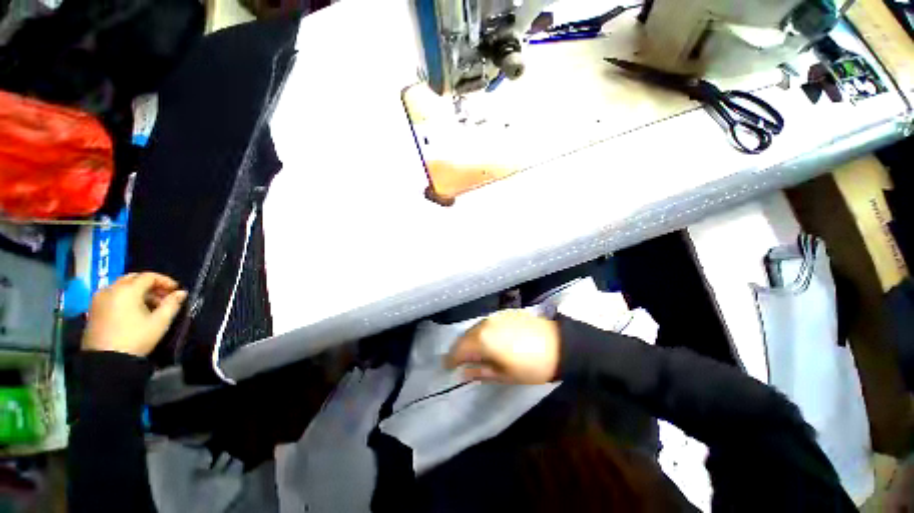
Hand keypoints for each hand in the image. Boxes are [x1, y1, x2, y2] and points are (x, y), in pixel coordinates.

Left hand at [82, 272, 187, 356]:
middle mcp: (111, 289)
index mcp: (127, 290)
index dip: (165, 281)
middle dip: (150, 284)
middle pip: (133, 278)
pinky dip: (125, 297)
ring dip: (137, 291)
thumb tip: (181, 293)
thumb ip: (172, 304)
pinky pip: (112, 295)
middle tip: (163, 296)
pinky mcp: (93, 309)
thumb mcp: (159, 322)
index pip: (149, 276)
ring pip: (121, 286)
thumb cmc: (136, 338)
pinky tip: (133, 310)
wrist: (106, 360)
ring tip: (149, 305)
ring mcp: (99, 299)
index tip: (176, 290)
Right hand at [445, 309, 560, 383]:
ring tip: (473, 352)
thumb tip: (463, 372)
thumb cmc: (531, 366)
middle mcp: (484, 324)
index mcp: (482, 340)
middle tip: (459, 362)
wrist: (559, 345)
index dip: (450, 360)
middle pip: (464, 337)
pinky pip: (486, 323)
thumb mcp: (505, 375)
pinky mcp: (504, 313)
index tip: (447, 368)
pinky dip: (481, 332)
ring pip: (474, 328)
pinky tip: (487, 340)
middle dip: (459, 349)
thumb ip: (480, 372)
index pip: (458, 350)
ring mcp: (495, 317)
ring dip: (470, 340)